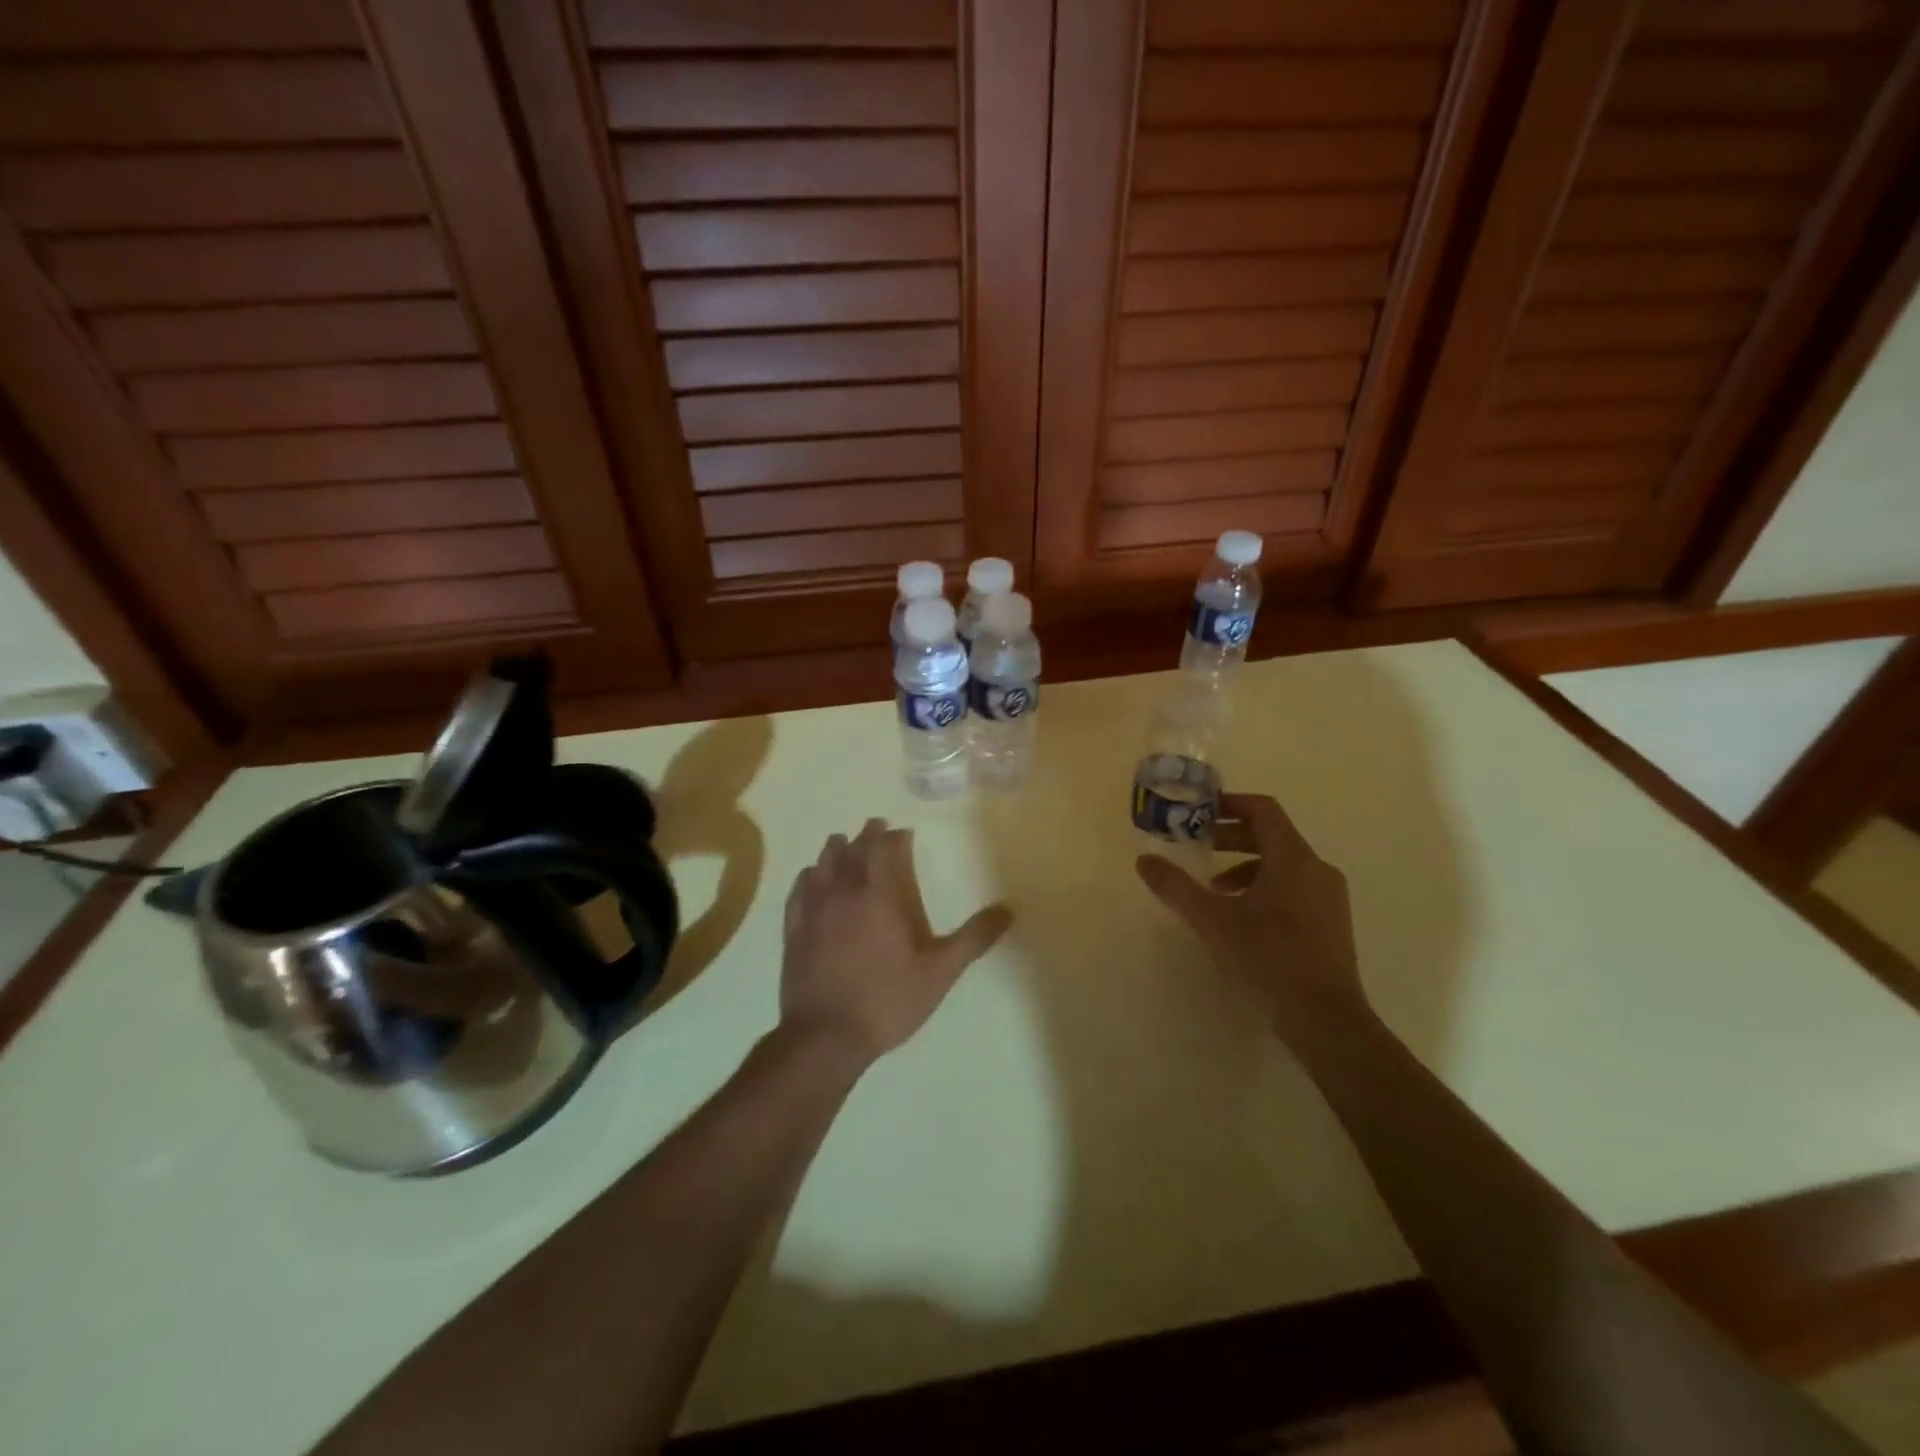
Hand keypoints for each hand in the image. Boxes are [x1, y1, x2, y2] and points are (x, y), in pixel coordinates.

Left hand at [780, 819, 1012, 1064]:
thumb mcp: (939, 972)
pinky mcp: (792, 931)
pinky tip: (811, 878)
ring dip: (835, 851)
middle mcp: (841, 893)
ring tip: (843, 845)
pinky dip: (808, 876)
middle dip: (865, 836)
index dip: (890, 836)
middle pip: (849, 850)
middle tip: (876, 829)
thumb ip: (973, 939)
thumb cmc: (886, 1000)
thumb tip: (1007, 909)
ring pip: (821, 865)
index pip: (880, 848)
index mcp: (877, 896)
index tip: (902, 832)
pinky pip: (798, 890)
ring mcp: (812, 911)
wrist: (825, 1038)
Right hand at [1135, 793, 1364, 1035]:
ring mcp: (1329, 898)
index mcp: (1293, 857)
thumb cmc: (1268, 956)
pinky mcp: (1332, 924)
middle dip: (1232, 838)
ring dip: (1246, 867)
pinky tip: (1243, 918)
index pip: (1264, 810)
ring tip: (1215, 890)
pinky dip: (1265, 889)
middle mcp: (1317, 869)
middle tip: (1200, 848)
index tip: (1201, 810)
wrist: (1325, 1017)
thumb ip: (1176, 887)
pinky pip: (1295, 889)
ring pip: (1283, 865)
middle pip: (1272, 836)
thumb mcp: (1212, 919)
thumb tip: (1143, 860)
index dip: (1231, 803)